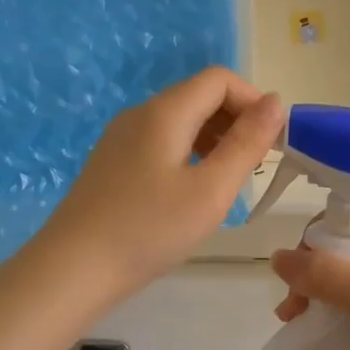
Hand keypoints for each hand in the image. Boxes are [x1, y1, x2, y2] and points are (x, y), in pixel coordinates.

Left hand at [33, 67, 283, 302]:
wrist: (74, 269)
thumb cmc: (149, 230)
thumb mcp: (211, 190)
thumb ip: (246, 144)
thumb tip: (275, 102)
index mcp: (165, 112)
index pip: (220, 80)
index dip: (254, 101)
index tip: (273, 142)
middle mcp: (141, 114)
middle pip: (199, 97)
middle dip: (237, 121)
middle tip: (257, 166)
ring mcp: (122, 138)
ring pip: (181, 121)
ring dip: (215, 139)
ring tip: (230, 181)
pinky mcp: (113, 163)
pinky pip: (162, 143)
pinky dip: (190, 154)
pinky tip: (195, 192)